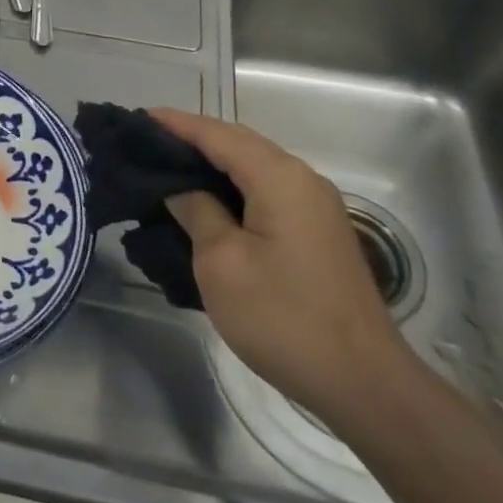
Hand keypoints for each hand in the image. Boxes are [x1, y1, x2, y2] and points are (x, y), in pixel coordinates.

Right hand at [149, 108, 415, 423]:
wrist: (364, 384)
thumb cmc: (284, 318)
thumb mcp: (222, 264)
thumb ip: (197, 212)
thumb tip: (181, 188)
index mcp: (279, 177)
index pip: (217, 134)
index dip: (176, 124)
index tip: (138, 118)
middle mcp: (302, 179)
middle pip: (238, 143)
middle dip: (193, 138)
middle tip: (147, 143)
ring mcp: (315, 206)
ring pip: (254, 166)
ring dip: (213, 162)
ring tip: (169, 168)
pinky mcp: (318, 231)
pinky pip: (267, 190)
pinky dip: (233, 185)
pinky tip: (208, 201)